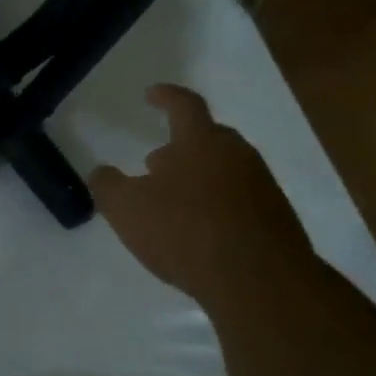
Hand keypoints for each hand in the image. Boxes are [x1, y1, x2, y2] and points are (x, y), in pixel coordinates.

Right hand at [89, 84, 316, 314]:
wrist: (259, 281)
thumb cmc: (186, 232)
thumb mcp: (127, 210)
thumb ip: (108, 186)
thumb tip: (101, 172)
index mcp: (201, 141)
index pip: (184, 105)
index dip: (166, 96)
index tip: (152, 94)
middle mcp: (237, 154)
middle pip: (207, 138)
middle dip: (179, 146)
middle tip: (156, 163)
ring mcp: (261, 186)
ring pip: (224, 170)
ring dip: (197, 179)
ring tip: (174, 203)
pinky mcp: (275, 219)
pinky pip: (239, 200)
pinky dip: (216, 206)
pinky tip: (200, 232)